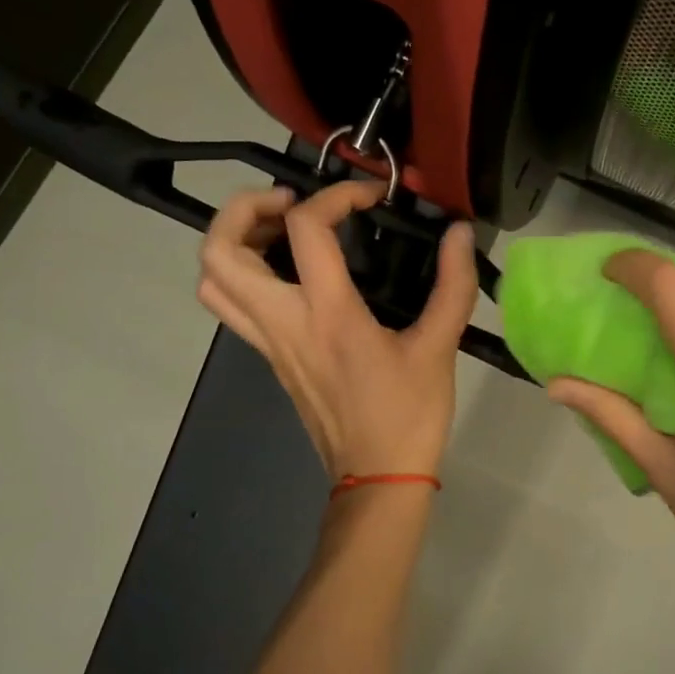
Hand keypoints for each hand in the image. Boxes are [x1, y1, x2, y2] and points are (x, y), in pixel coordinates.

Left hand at [197, 181, 478, 480]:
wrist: (377, 478)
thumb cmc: (408, 416)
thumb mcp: (439, 348)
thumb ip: (453, 285)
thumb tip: (461, 235)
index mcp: (328, 316)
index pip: (306, 230)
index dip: (336, 195)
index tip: (370, 197)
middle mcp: (285, 324)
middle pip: (220, 252)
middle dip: (243, 209)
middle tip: (289, 202)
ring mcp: (269, 344)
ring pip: (213, 282)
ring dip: (233, 242)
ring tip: (279, 231)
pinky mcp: (271, 360)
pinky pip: (232, 307)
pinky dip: (243, 274)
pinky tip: (290, 274)